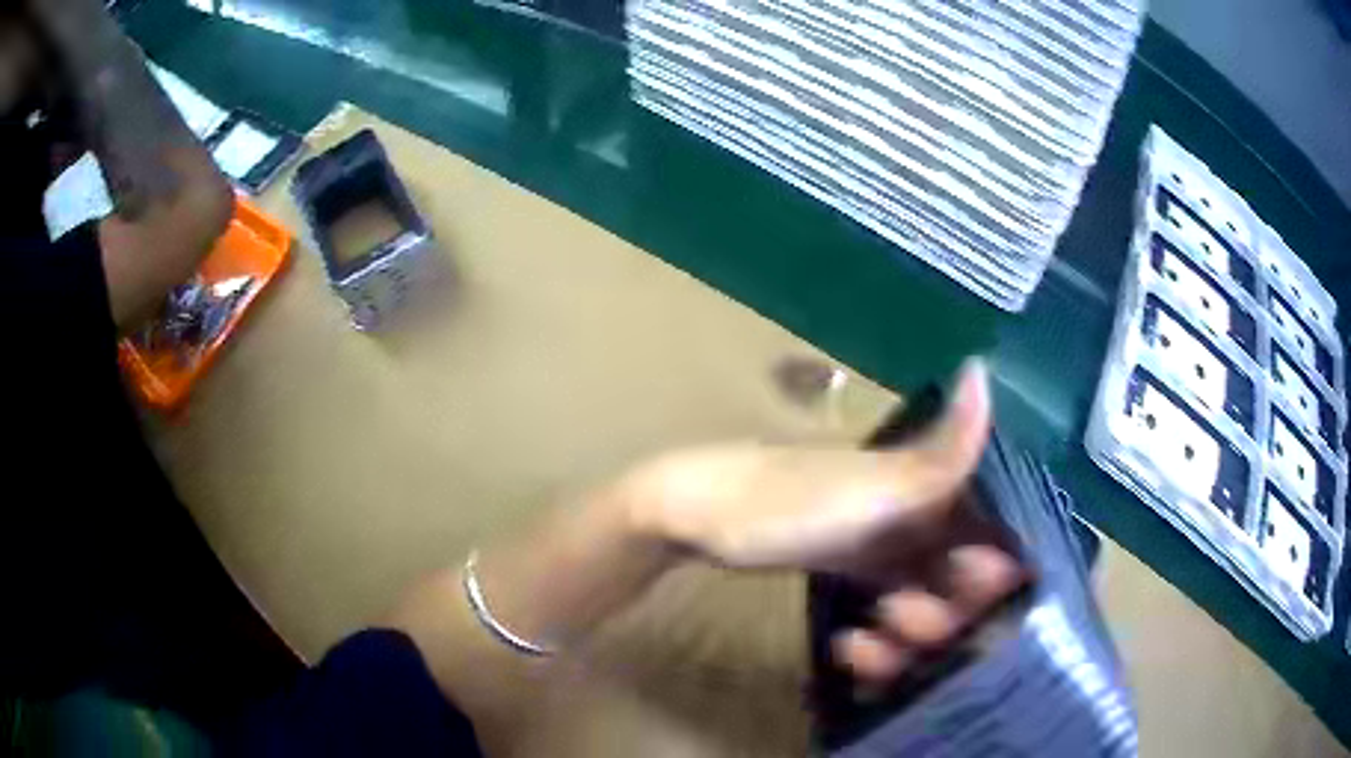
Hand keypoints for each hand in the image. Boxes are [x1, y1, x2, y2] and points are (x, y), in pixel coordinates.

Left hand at [621, 359, 1025, 682]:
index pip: (998, 535)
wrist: (699, 517)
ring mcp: (888, 550)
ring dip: (905, 642)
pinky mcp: (856, 575)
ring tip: (862, 646)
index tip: (962, 592)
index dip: (994, 575)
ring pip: (928, 611)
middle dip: (942, 618)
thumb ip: (945, 452)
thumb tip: (984, 367)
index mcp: (933, 488)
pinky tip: (850, 649)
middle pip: (965, 588)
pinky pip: (890, 620)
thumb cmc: (789, 501)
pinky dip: (878, 646)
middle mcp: (921, 517)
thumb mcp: (876, 486)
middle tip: (900, 620)